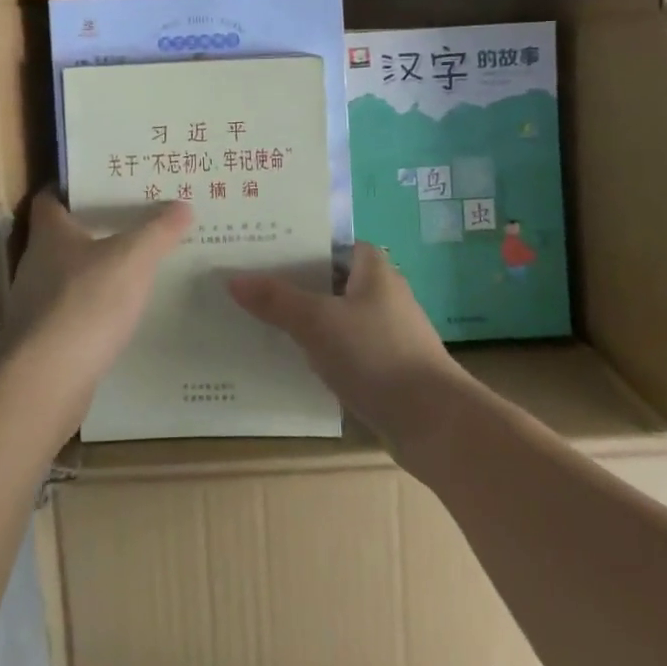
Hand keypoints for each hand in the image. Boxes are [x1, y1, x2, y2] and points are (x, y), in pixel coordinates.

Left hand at [0, 188, 192, 424]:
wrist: (47, 380)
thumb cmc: (86, 302)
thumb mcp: (133, 258)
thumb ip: (158, 231)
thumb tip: (182, 204)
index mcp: (50, 234)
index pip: (51, 197)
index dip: (73, 186)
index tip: (104, 181)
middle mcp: (37, 264)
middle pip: (63, 236)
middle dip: (94, 227)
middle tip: (135, 218)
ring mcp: (37, 304)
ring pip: (69, 276)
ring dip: (96, 270)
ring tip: (137, 264)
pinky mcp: (45, 340)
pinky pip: (74, 312)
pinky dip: (96, 308)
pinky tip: (123, 313)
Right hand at [230, 244, 466, 451]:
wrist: (434, 424)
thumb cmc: (376, 355)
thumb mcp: (317, 322)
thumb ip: (275, 299)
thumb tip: (233, 279)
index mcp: (372, 267)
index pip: (328, 241)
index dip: (295, 242)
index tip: (257, 247)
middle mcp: (380, 292)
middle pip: (326, 278)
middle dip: (290, 281)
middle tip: (245, 282)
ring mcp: (383, 330)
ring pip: (332, 314)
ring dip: (301, 317)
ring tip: (254, 317)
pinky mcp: (382, 365)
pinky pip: (340, 346)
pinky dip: (316, 348)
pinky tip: (286, 357)